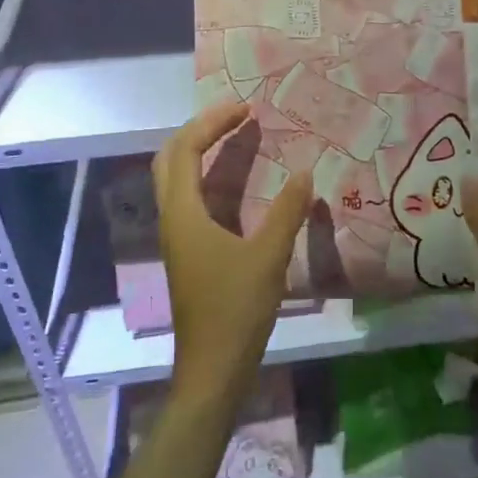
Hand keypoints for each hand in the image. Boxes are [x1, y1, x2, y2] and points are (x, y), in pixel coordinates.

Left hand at [153, 101, 313, 408]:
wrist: (213, 368)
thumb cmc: (236, 310)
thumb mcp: (268, 257)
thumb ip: (287, 211)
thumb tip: (305, 172)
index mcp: (183, 214)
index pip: (186, 149)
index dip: (213, 123)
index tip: (246, 109)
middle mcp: (172, 218)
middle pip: (171, 157)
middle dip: (201, 129)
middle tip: (236, 116)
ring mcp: (177, 235)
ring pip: (176, 178)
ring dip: (200, 150)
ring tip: (235, 136)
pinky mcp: (187, 250)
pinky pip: (189, 197)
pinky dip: (207, 176)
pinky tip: (235, 181)